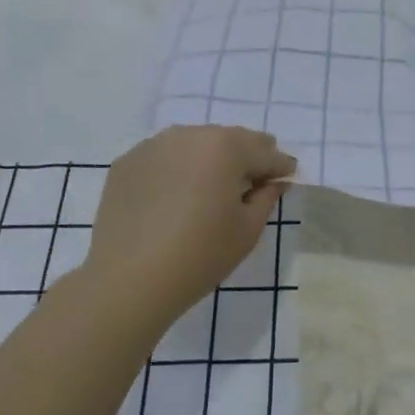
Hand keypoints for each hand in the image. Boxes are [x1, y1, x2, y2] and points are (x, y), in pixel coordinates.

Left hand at [80, 127, 295, 327]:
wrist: (128, 280)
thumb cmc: (200, 255)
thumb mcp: (248, 229)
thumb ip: (267, 197)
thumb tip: (274, 182)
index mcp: (226, 147)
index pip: (265, 151)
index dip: (280, 168)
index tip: (286, 180)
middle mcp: (190, 134)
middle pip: (230, 140)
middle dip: (245, 159)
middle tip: (252, 184)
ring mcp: (154, 145)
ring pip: (195, 144)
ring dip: (209, 161)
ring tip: (210, 191)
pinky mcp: (128, 162)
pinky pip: (165, 158)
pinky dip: (177, 170)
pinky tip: (175, 199)